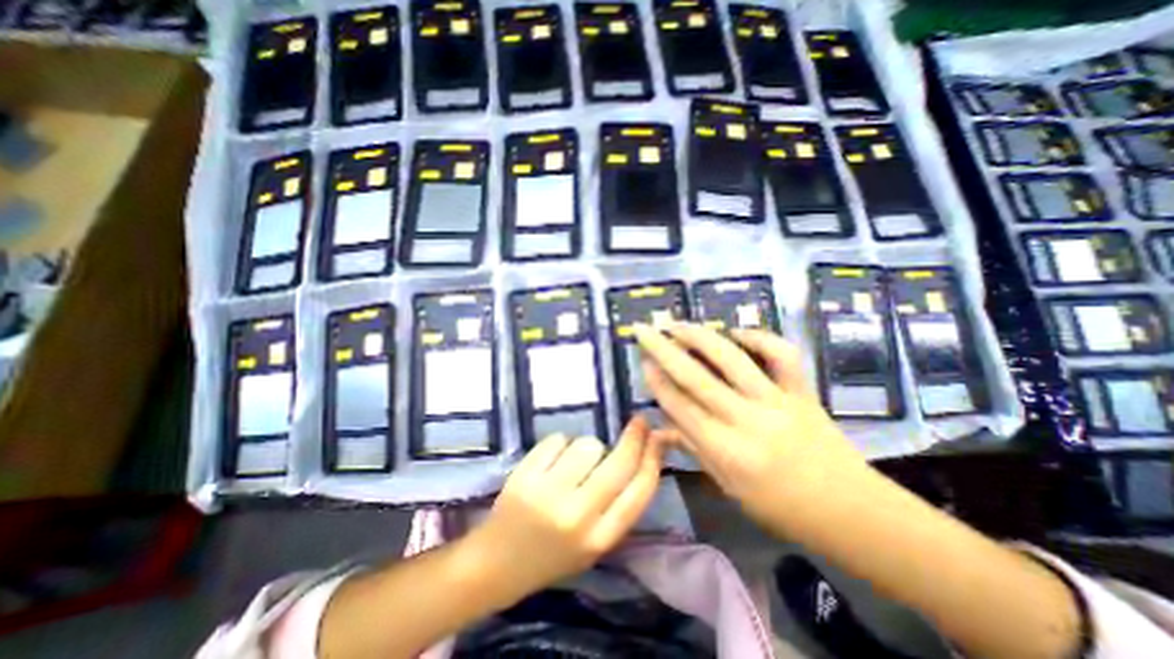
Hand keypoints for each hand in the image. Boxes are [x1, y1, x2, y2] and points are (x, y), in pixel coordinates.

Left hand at [470, 421, 668, 599]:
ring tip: (573, 463)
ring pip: (588, 445)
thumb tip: (641, 458)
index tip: (659, 437)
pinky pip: (558, 440)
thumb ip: (617, 506)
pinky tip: (551, 462)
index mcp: (599, 539)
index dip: (653, 459)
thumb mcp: (593, 543)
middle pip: (619, 463)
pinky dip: (560, 445)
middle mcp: (578, 516)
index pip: (639, 492)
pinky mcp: (526, 476)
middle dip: (634, 438)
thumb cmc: (552, 554)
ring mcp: (549, 494)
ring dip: (588, 447)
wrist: (497, 564)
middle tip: (639, 422)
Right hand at [632, 325, 869, 529]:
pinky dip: (759, 337)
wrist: (850, 512)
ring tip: (678, 323)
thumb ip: (693, 448)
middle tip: (644, 329)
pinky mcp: (802, 391)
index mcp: (725, 451)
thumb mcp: (728, 486)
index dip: (656, 380)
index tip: (642, 360)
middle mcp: (746, 420)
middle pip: (695, 377)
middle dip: (663, 349)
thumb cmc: (780, 508)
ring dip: (699, 336)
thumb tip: (661, 424)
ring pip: (731, 358)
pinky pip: (781, 355)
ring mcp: (777, 401)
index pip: (679, 406)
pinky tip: (737, 331)